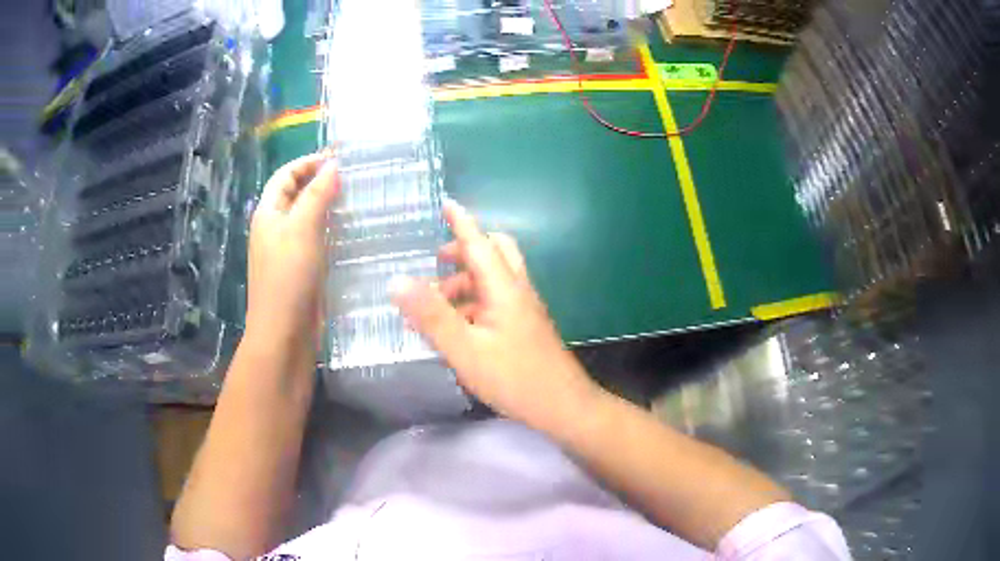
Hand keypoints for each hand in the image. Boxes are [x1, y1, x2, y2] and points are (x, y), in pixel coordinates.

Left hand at [247, 151, 339, 347]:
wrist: (283, 333)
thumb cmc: (288, 276)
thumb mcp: (302, 229)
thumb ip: (317, 194)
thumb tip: (333, 165)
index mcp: (268, 213)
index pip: (285, 175)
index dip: (308, 163)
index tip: (340, 159)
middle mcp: (274, 228)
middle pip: (295, 194)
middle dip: (319, 181)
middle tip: (353, 178)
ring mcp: (286, 250)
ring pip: (307, 217)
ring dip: (327, 205)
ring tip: (356, 199)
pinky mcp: (300, 269)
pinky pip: (315, 239)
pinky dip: (330, 229)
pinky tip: (350, 232)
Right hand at [391, 200, 598, 428]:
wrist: (562, 406)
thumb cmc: (514, 377)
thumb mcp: (464, 349)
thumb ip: (431, 316)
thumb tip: (397, 281)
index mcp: (504, 288)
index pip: (479, 243)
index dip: (461, 222)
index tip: (446, 203)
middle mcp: (517, 290)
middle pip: (495, 253)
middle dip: (465, 250)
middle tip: (437, 262)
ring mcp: (524, 309)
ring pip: (494, 278)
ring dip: (466, 280)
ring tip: (437, 304)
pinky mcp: (525, 326)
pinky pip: (497, 299)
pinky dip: (474, 300)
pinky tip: (457, 327)